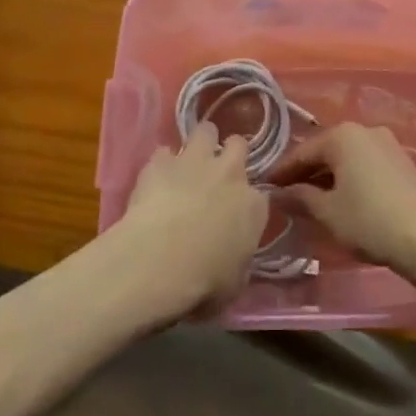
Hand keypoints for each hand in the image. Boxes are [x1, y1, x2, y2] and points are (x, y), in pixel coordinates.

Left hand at [110, 122, 267, 319]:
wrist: (157, 263)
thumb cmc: (202, 284)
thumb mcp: (233, 284)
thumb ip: (238, 261)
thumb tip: (233, 257)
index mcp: (253, 206)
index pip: (260, 195)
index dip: (247, 203)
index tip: (237, 215)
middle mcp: (230, 174)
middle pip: (238, 146)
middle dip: (230, 154)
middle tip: (218, 173)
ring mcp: (195, 162)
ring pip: (205, 131)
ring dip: (199, 144)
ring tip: (189, 163)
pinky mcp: (160, 162)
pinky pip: (164, 152)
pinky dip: (162, 163)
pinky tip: (155, 179)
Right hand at [270, 123, 415, 280]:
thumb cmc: (370, 220)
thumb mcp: (328, 212)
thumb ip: (301, 199)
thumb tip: (279, 194)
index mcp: (343, 135)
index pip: (303, 151)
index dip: (282, 171)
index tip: (265, 187)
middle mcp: (365, 130)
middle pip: (326, 150)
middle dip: (305, 173)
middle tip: (285, 196)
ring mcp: (386, 144)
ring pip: (346, 158)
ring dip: (328, 177)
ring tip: (310, 201)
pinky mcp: (401, 161)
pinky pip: (364, 164)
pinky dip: (348, 178)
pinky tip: (341, 200)